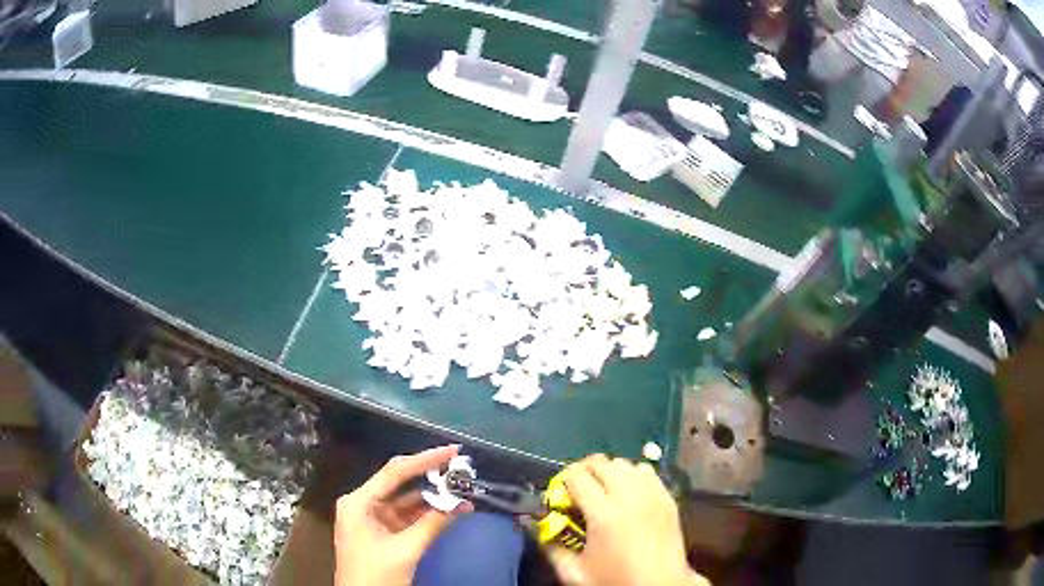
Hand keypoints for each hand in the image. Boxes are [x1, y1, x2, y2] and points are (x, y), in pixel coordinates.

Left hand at [335, 445, 472, 585]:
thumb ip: (432, 524)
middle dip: (430, 477)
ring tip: (462, 490)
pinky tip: (450, 511)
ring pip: (406, 501)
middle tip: (460, 468)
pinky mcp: (382, 533)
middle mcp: (363, 504)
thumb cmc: (375, 574)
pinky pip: (407, 517)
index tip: (453, 451)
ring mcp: (372, 519)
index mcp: (358, 502)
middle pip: (399, 483)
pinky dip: (427, 514)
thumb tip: (460, 502)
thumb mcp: (405, 550)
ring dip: (432, 498)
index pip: (394, 472)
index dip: (425, 459)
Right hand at [544, 455, 708, 585]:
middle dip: (584, 471)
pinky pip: (647, 472)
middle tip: (577, 489)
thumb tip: (536, 526)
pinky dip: (633, 475)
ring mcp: (653, 495)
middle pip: (602, 463)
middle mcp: (630, 497)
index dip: (562, 480)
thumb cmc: (615, 581)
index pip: (577, 476)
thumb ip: (551, 548)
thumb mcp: (575, 573)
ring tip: (604, 490)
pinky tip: (629, 494)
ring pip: (626, 464)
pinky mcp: (668, 498)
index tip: (559, 493)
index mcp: (604, 515)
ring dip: (610, 472)